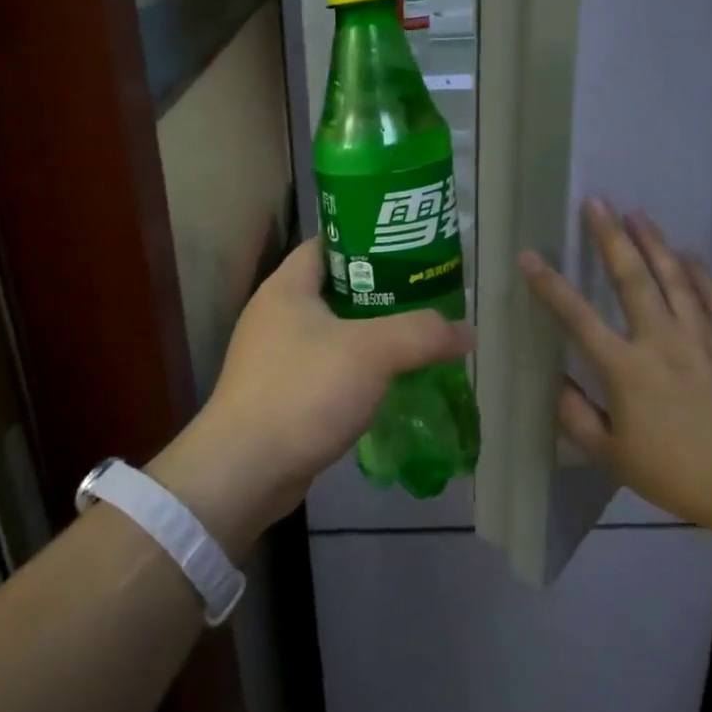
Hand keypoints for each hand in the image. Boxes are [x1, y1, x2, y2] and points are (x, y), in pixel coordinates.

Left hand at [153, 239, 473, 555]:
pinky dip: (359, 371)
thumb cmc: (303, 391)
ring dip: (374, 335)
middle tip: (428, 296)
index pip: (329, 243)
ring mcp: (276, 357)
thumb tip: (466, 331)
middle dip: (383, 292)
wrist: (245, 471)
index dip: (370, 240)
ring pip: (336, 333)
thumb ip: (422, 333)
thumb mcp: (371, 352)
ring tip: (419, 337)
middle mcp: (277, 315)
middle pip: (337, 288)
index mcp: (287, 287)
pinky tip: (391, 383)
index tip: (412, 249)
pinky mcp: (283, 394)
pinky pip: (329, 370)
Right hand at [519, 199, 711, 533]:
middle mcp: (661, 339)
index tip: (530, 255)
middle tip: (597, 202)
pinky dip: (701, 272)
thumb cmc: (681, 473)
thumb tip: (556, 387)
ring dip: (654, 242)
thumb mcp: (615, 458)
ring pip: (675, 277)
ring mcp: (702, 336)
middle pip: (632, 277)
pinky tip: (691, 254)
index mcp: (626, 368)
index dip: (550, 285)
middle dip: (611, 237)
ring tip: (638, 213)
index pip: (578, 318)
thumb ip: (579, 420)